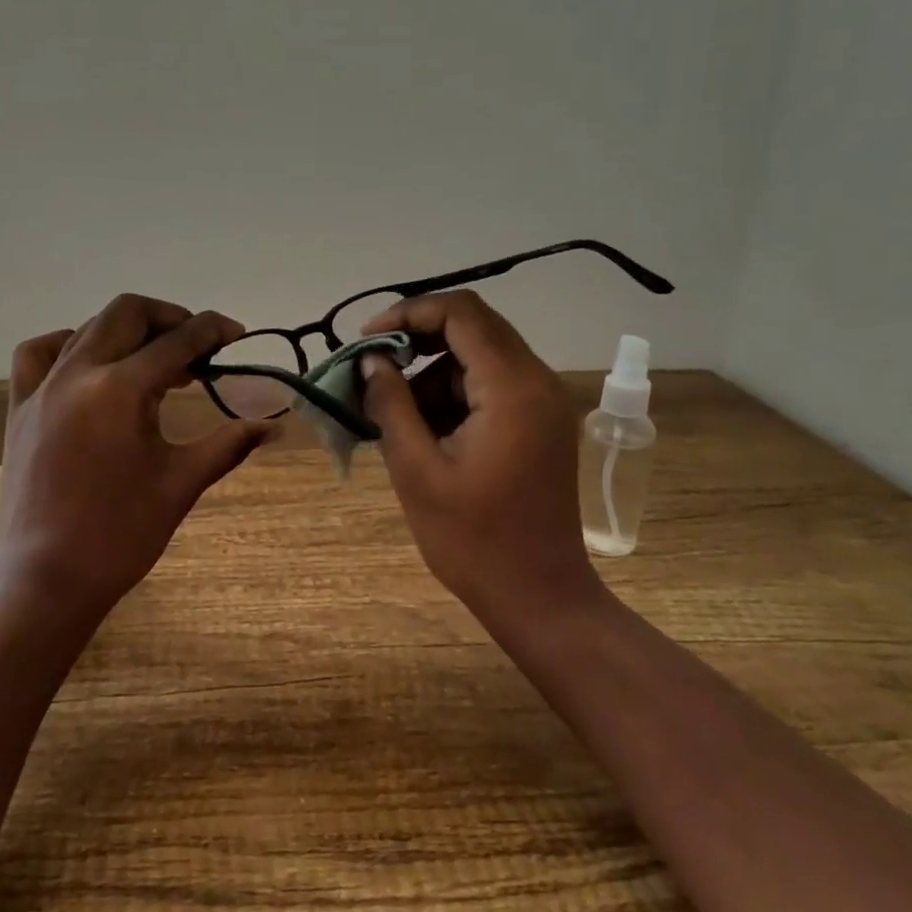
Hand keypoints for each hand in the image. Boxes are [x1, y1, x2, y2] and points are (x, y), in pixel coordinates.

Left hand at [0, 294, 275, 612]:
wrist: (48, 579)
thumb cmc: (121, 534)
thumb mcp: (181, 484)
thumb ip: (228, 444)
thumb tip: (273, 426)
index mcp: (121, 389)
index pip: (178, 340)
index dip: (213, 330)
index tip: (236, 336)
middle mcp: (78, 373)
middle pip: (127, 312)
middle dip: (169, 318)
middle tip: (198, 347)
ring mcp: (41, 388)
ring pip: (86, 328)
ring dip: (126, 331)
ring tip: (152, 359)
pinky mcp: (19, 408)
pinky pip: (38, 354)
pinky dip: (68, 345)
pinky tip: (89, 365)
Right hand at [360, 291, 594, 620]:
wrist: (540, 598)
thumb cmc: (473, 541)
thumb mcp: (417, 470)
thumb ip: (391, 404)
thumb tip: (371, 361)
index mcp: (512, 388)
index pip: (461, 313)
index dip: (408, 313)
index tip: (366, 341)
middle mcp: (538, 381)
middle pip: (472, 328)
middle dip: (416, 343)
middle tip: (372, 373)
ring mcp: (545, 402)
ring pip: (478, 358)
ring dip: (432, 375)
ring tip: (394, 418)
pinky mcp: (542, 423)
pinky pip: (491, 386)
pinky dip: (454, 396)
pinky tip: (426, 434)